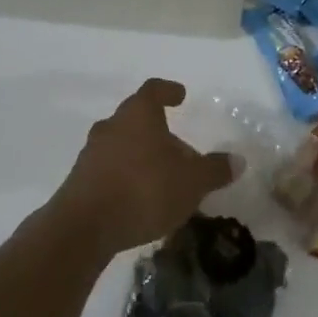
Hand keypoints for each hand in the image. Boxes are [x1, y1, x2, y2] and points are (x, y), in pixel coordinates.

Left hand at [49, 79, 233, 259]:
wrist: (84, 226)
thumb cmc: (144, 190)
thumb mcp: (191, 182)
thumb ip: (214, 169)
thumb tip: (238, 160)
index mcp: (138, 114)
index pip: (154, 90)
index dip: (168, 91)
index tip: (180, 96)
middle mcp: (112, 125)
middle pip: (138, 119)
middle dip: (159, 132)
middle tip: (181, 152)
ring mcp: (92, 152)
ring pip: (123, 144)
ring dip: (142, 155)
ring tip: (163, 178)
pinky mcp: (80, 179)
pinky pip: (110, 168)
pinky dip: (126, 176)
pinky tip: (140, 198)